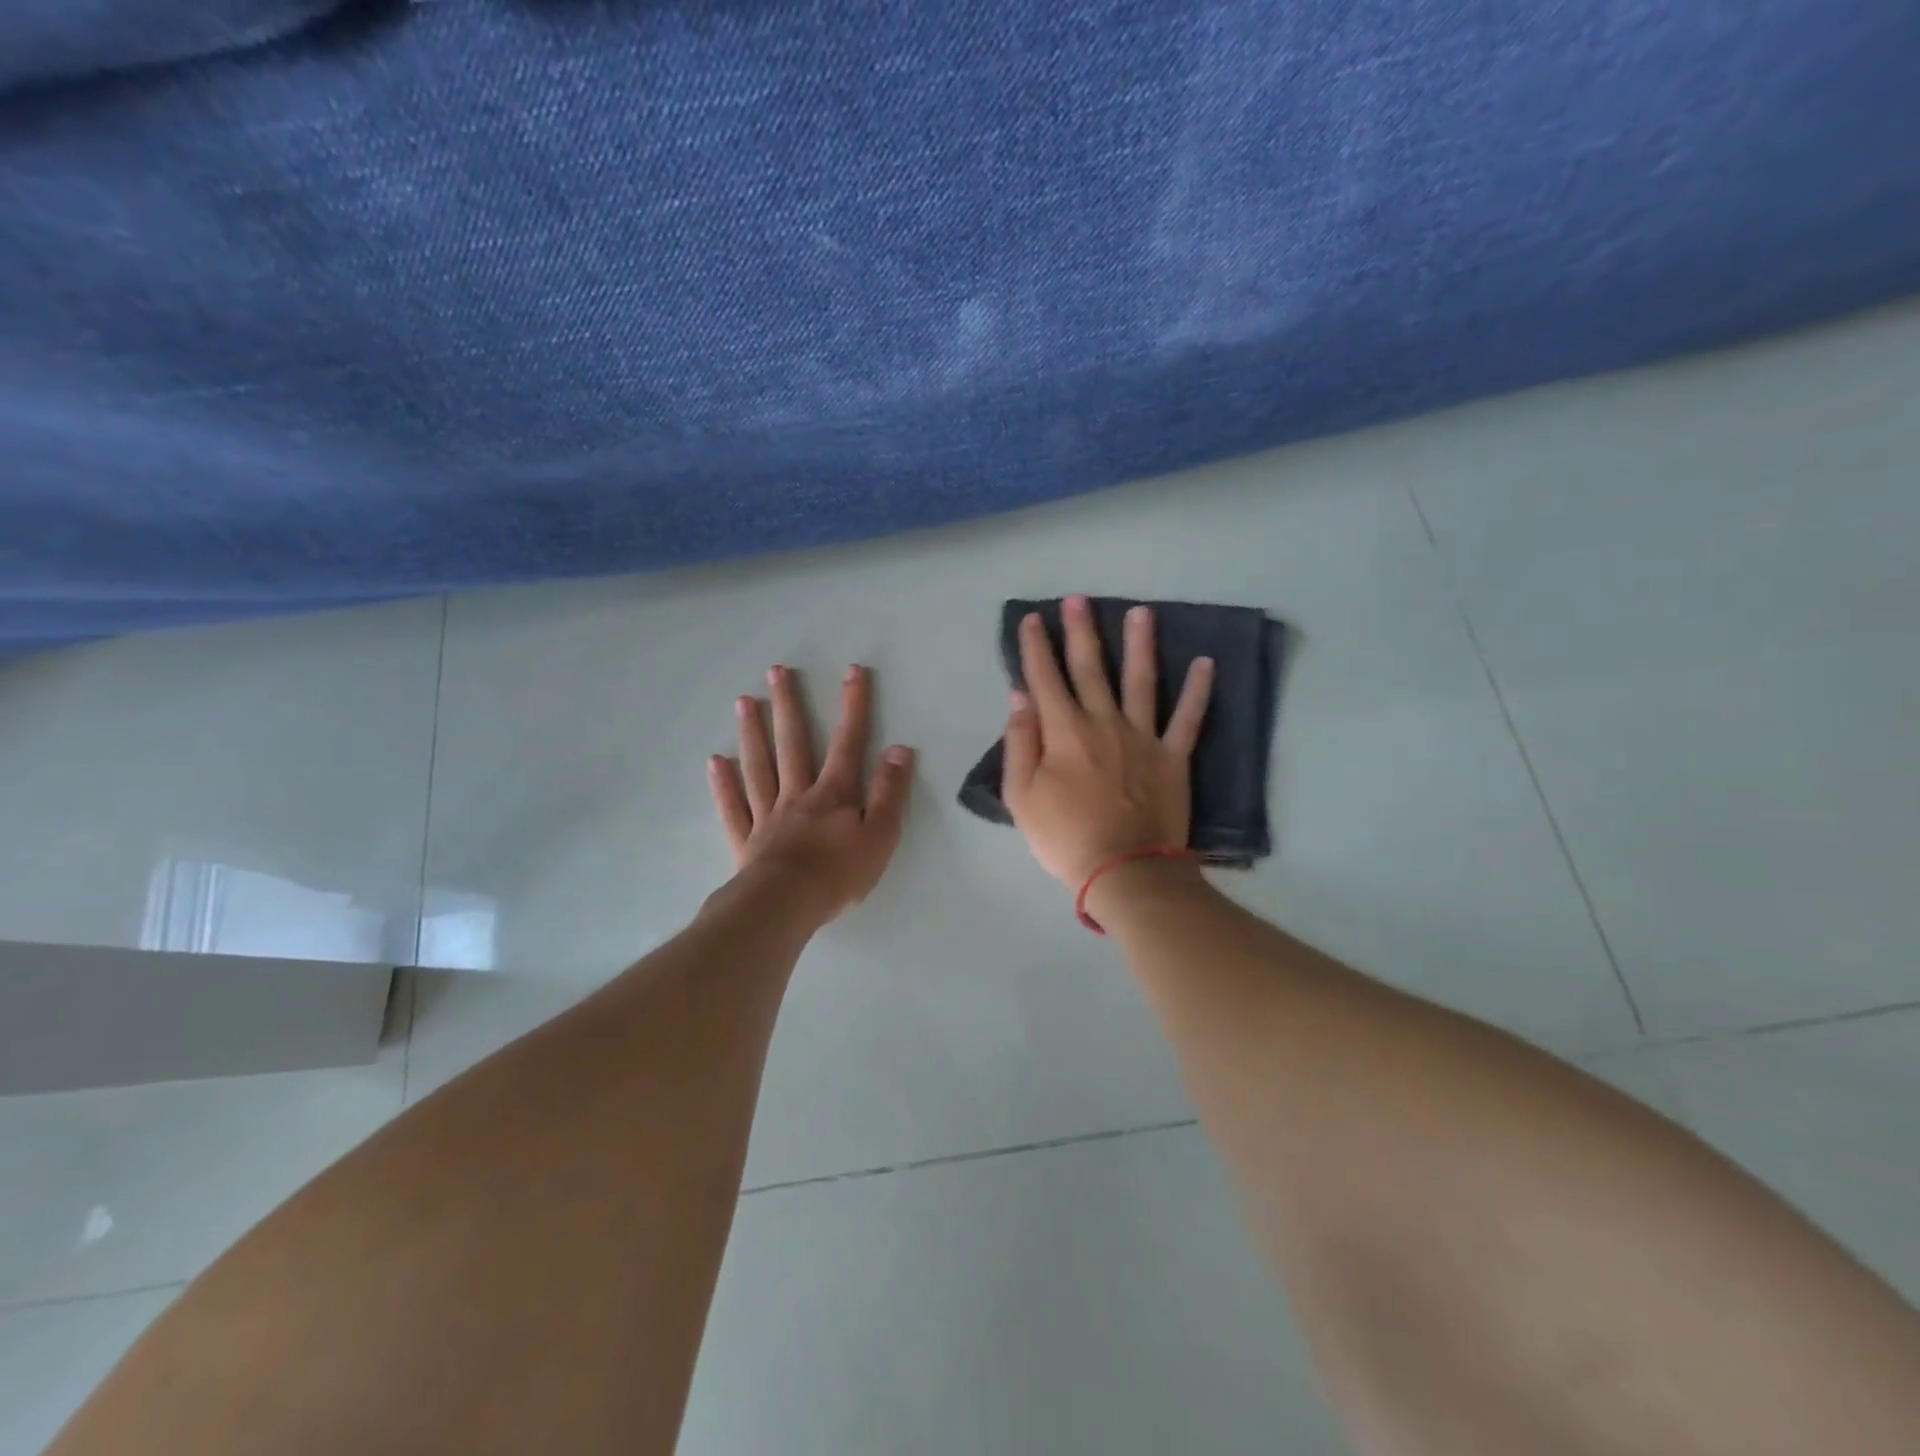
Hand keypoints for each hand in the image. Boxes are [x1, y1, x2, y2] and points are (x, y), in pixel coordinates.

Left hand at [709, 663, 915, 924]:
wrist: (787, 906)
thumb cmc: (840, 873)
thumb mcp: (881, 834)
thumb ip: (889, 792)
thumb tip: (899, 749)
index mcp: (834, 794)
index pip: (849, 742)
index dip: (853, 706)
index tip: (852, 671)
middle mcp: (798, 795)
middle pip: (793, 744)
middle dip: (788, 706)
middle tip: (776, 671)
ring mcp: (768, 816)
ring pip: (759, 767)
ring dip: (752, 733)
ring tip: (743, 701)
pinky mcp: (747, 841)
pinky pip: (734, 807)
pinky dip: (724, 784)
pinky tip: (715, 762)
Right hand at [1001, 596, 1212, 889]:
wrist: (1124, 870)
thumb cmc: (1064, 836)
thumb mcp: (1022, 796)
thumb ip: (1021, 742)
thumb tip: (1020, 697)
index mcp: (1064, 731)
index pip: (1045, 679)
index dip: (1035, 647)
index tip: (1031, 619)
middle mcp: (1104, 722)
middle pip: (1090, 668)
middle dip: (1081, 632)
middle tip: (1079, 599)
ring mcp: (1143, 736)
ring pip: (1141, 680)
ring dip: (1140, 644)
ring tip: (1142, 612)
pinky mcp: (1173, 756)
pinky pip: (1188, 718)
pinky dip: (1198, 690)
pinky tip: (1205, 663)